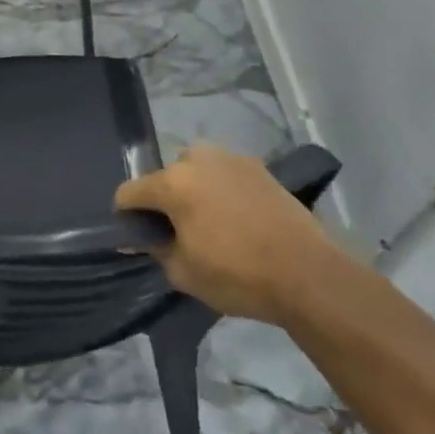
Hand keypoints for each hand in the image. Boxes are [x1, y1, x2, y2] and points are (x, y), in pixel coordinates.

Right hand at [116, 145, 337, 324]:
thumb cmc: (238, 275)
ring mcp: (229, 158)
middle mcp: (196, 159)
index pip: (129, 192)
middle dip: (165, 202)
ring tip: (211, 224)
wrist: (308, 273)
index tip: (138, 238)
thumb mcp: (183, 273)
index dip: (127, 216)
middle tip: (180, 234)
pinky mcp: (257, 166)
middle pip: (164, 178)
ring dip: (194, 192)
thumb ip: (155, 249)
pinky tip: (238, 219)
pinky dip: (221, 191)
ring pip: (196, 172)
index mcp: (172, 182)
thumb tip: (141, 238)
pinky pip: (224, 175)